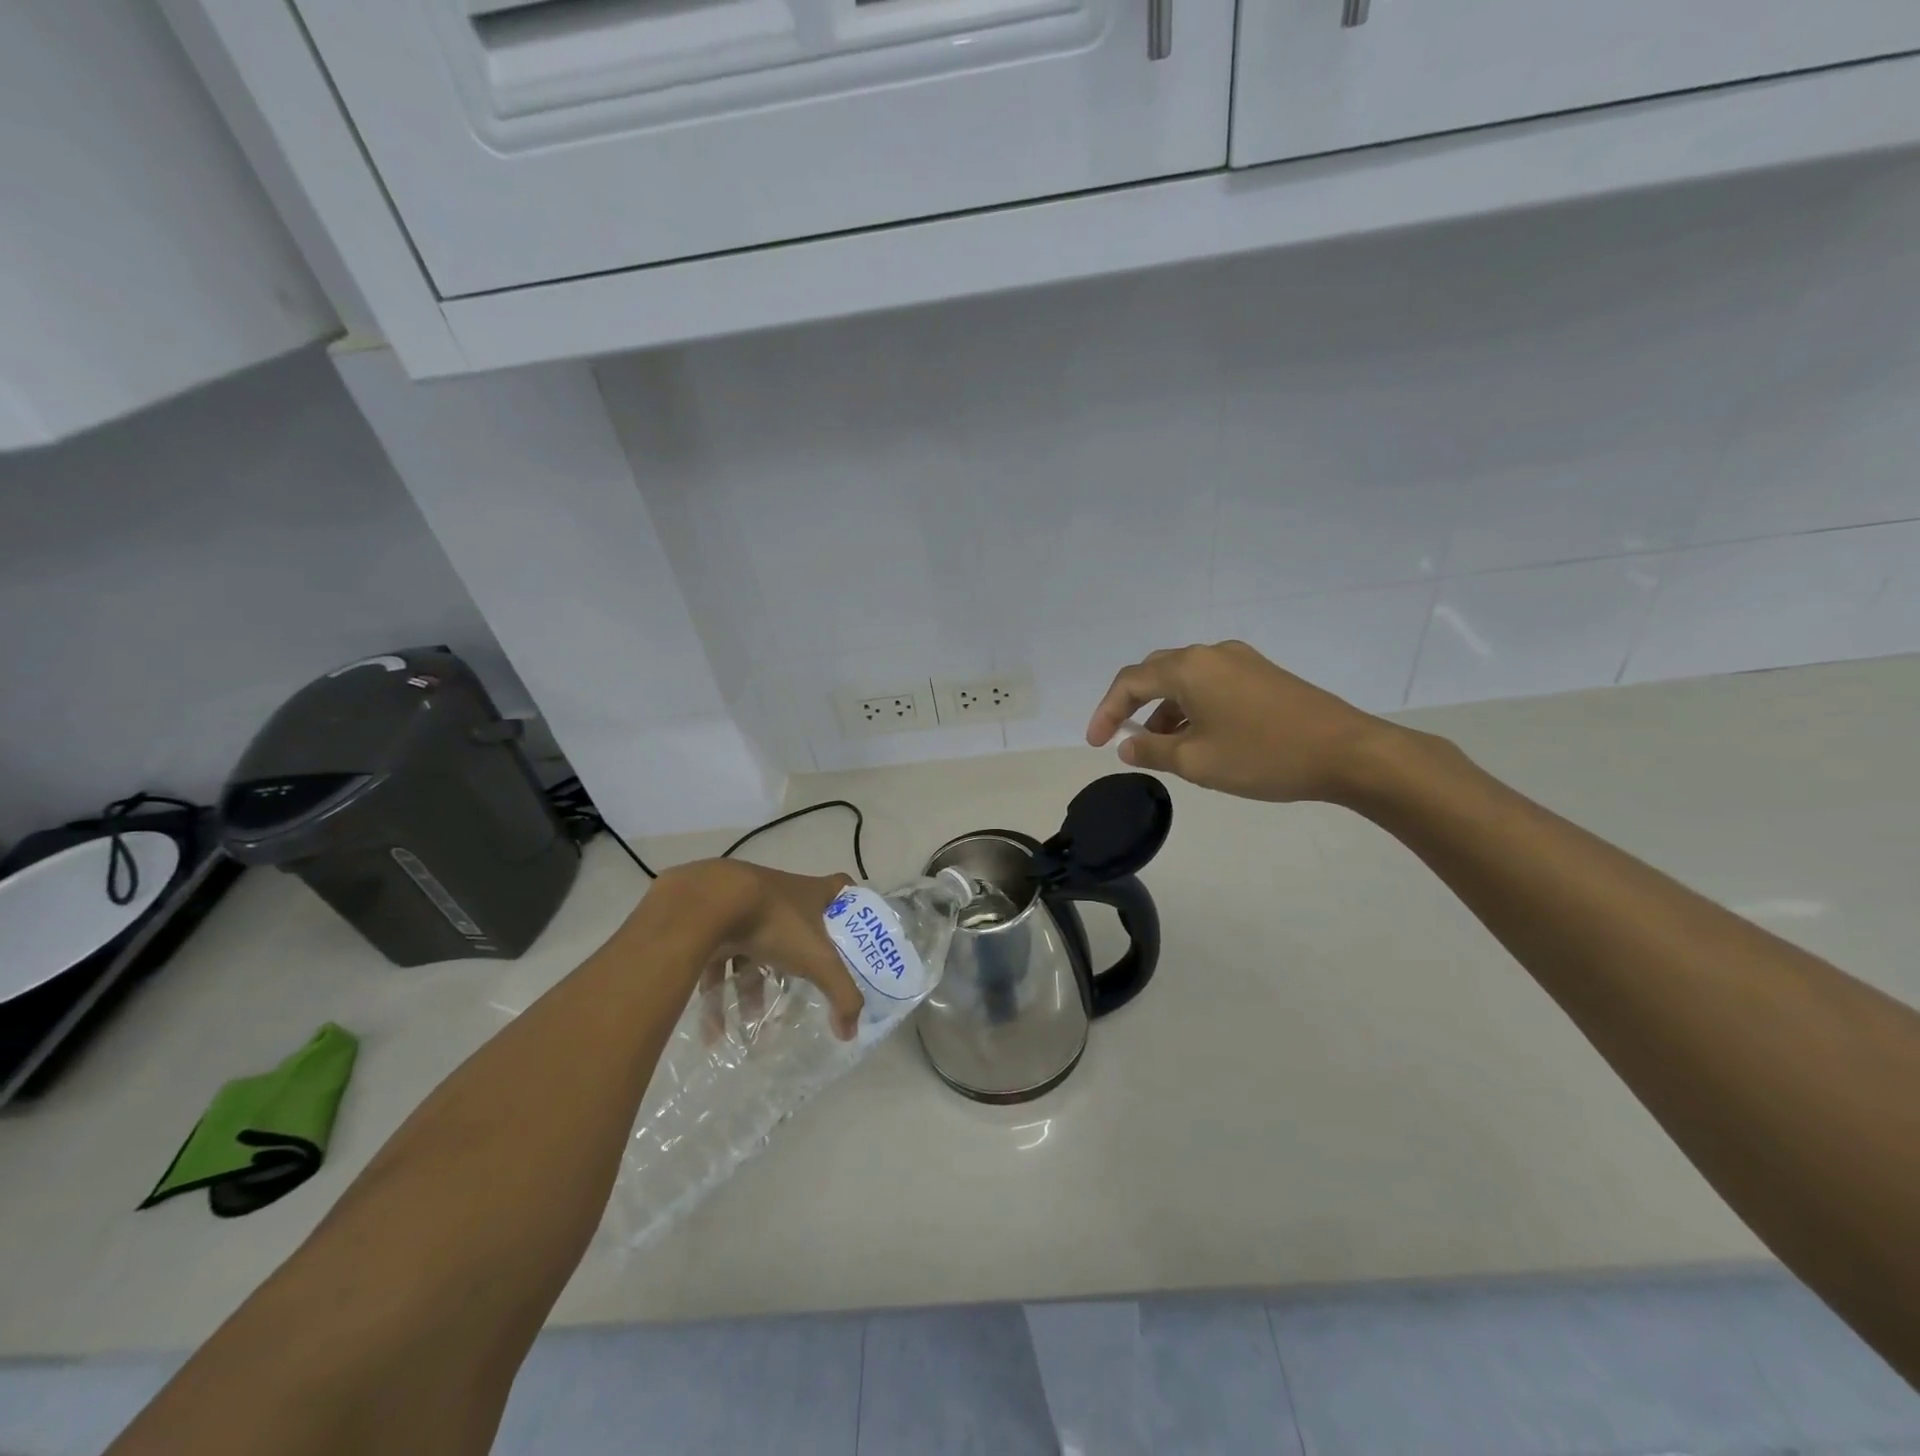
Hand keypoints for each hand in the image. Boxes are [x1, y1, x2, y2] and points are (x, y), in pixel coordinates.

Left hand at [643, 860, 864, 1039]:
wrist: (710, 902)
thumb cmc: (776, 922)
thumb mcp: (818, 960)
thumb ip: (841, 994)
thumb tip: (851, 1032)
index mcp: (810, 893)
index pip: (841, 888)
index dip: (851, 905)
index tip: (851, 931)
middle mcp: (780, 896)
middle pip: (795, 931)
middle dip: (794, 967)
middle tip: (796, 995)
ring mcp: (744, 909)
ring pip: (753, 953)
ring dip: (751, 989)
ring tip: (750, 1024)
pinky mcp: (712, 925)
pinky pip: (718, 964)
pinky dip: (717, 995)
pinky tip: (713, 1031)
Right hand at [1085, 640, 1398, 803]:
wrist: (1348, 752)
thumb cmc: (1263, 756)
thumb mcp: (1197, 761)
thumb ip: (1153, 750)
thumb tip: (1128, 745)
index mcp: (1188, 668)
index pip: (1130, 682)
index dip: (1106, 711)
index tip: (1096, 743)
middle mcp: (1211, 654)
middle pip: (1156, 672)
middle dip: (1133, 705)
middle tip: (1123, 738)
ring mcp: (1241, 661)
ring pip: (1186, 679)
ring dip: (1165, 709)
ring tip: (1162, 746)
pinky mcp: (1263, 674)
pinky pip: (1212, 683)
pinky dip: (1193, 706)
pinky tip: (1200, 736)